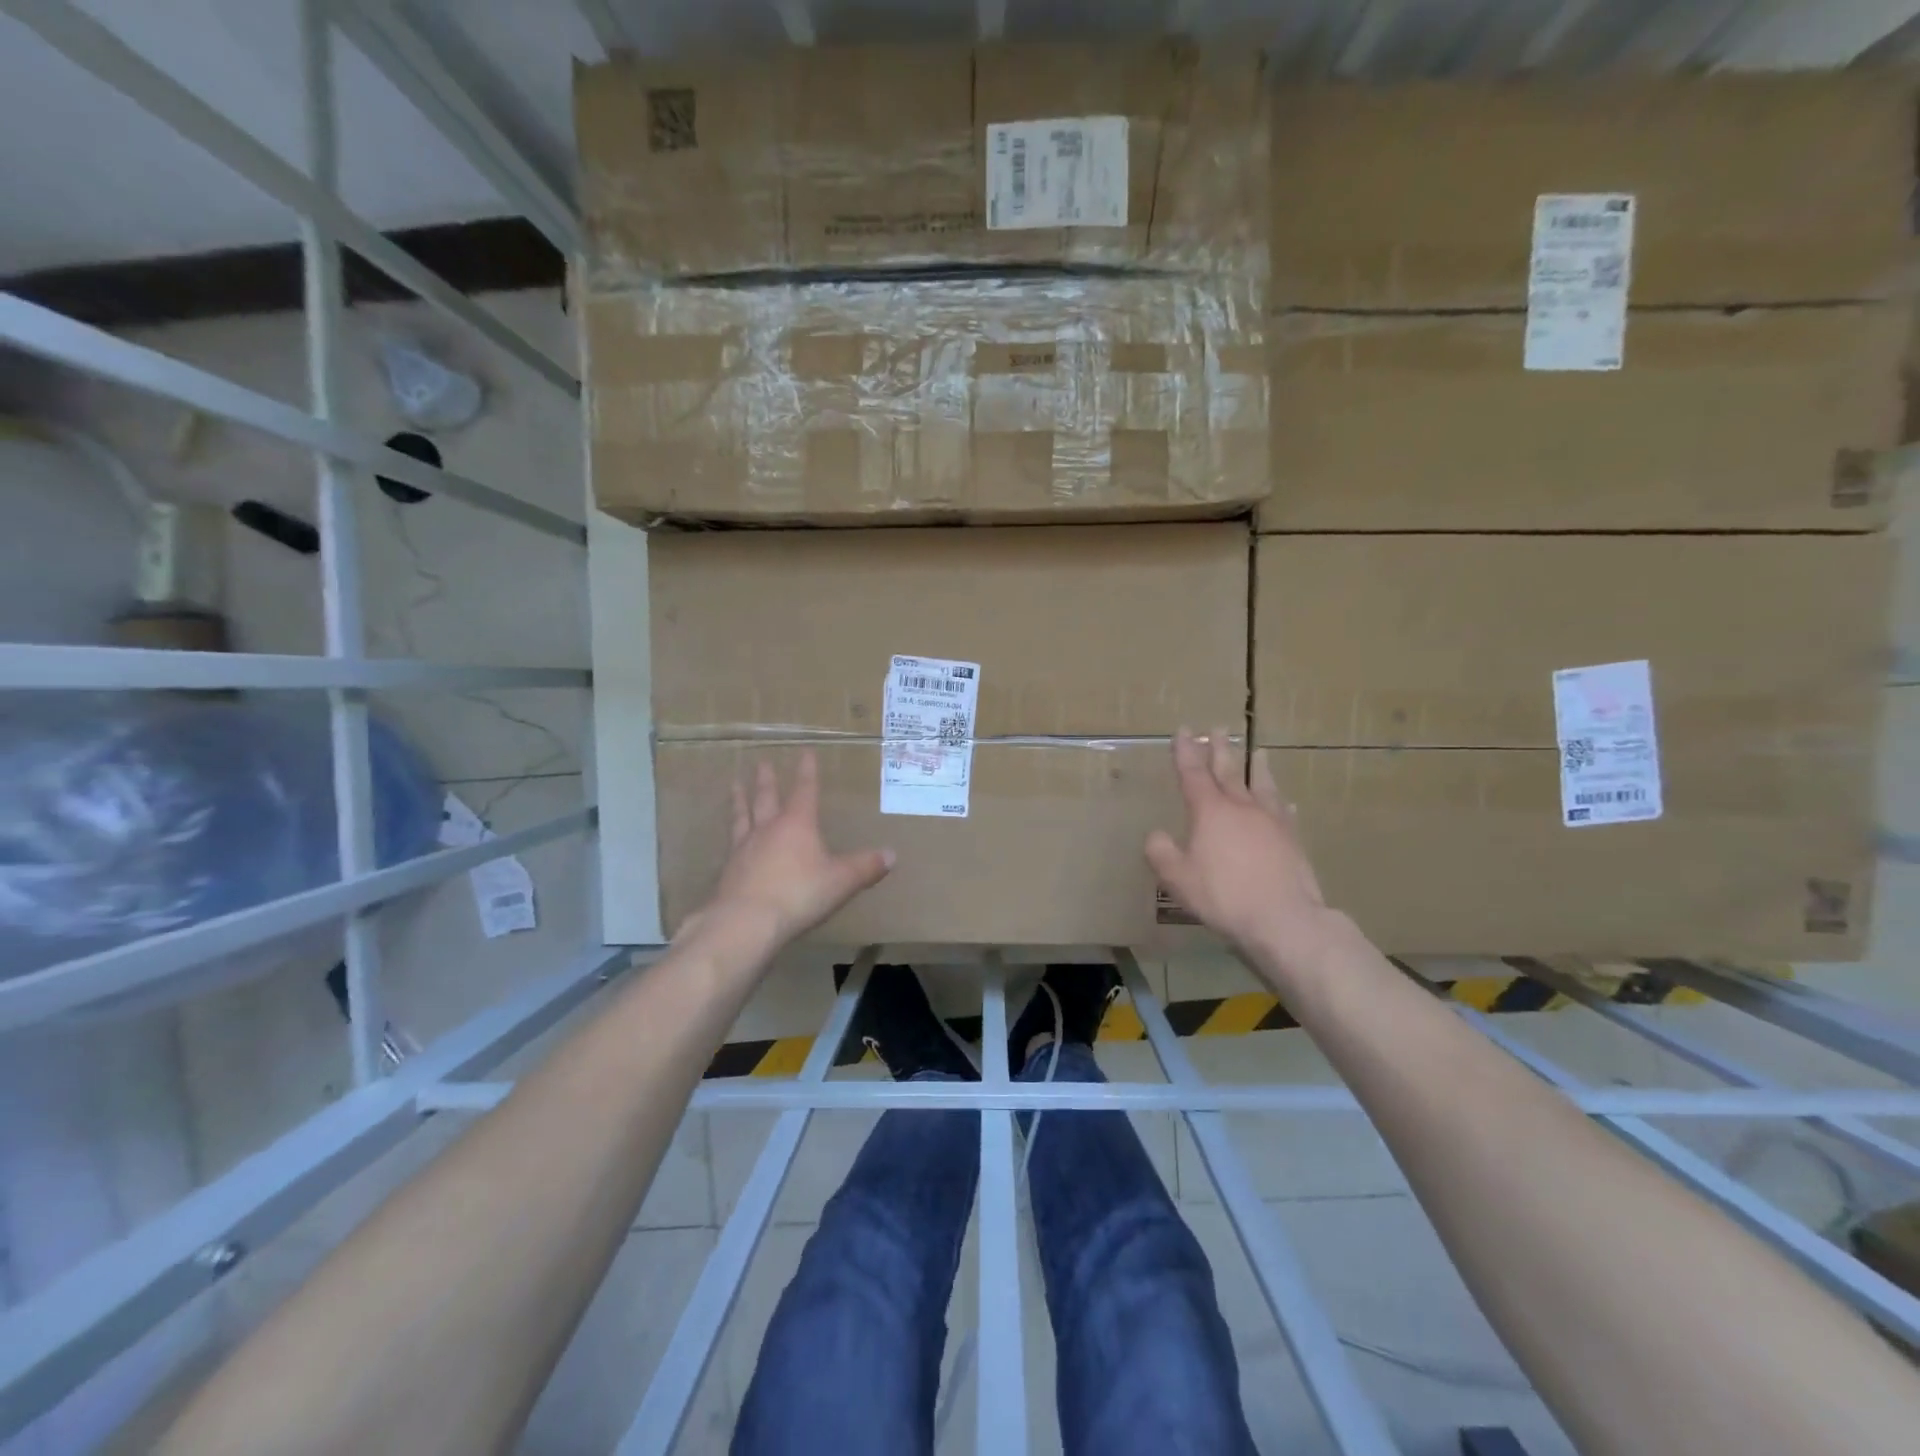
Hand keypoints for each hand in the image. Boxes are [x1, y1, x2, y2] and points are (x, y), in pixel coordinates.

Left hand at [688, 751, 893, 947]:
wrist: (746, 922)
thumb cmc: (799, 894)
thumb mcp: (841, 881)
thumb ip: (866, 867)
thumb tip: (891, 855)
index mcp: (797, 824)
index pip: (805, 790)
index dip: (807, 771)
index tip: (805, 752)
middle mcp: (768, 829)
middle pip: (766, 798)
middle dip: (767, 780)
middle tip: (762, 762)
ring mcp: (744, 849)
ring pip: (742, 816)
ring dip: (739, 799)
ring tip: (734, 784)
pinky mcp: (728, 871)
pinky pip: (731, 845)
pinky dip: (732, 836)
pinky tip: (730, 840)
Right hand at [1145, 727, 1346, 977]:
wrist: (1283, 917)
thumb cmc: (1223, 895)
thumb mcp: (1177, 877)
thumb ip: (1161, 852)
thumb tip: (1156, 835)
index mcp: (1209, 811)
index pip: (1193, 773)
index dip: (1186, 752)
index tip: (1183, 731)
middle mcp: (1240, 807)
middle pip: (1228, 771)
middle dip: (1220, 749)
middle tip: (1218, 728)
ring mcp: (1270, 821)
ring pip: (1262, 785)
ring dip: (1257, 766)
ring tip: (1259, 750)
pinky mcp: (1292, 839)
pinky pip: (1284, 813)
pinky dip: (1280, 803)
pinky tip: (1285, 803)